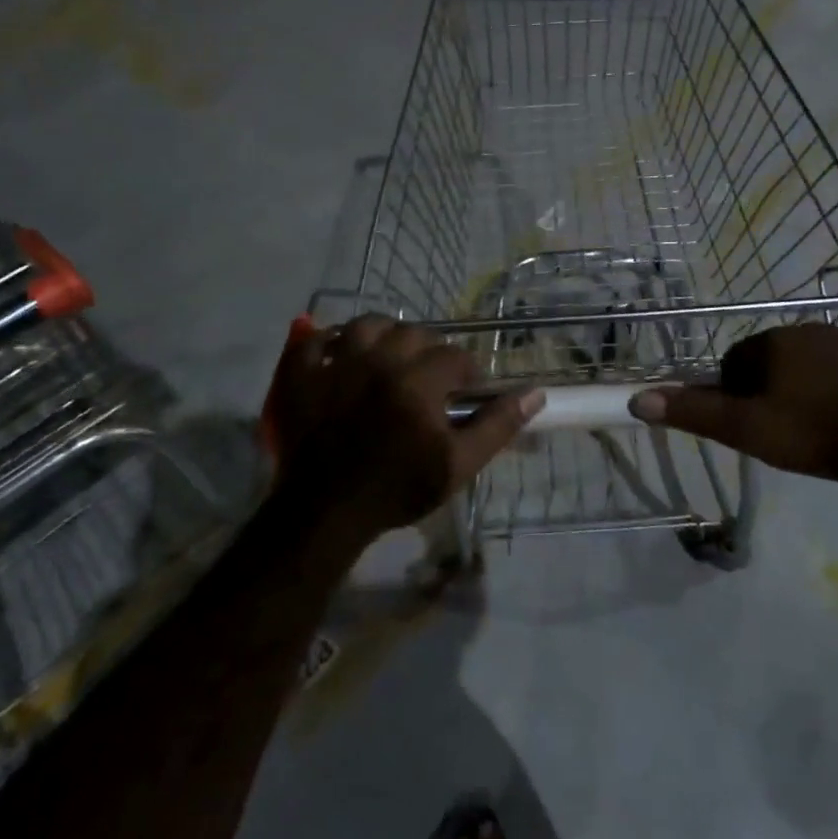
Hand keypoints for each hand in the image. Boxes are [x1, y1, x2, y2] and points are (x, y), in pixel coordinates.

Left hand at [269, 316, 544, 551]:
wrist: (327, 513)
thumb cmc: (397, 490)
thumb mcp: (458, 465)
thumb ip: (497, 425)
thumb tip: (536, 393)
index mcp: (418, 382)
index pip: (455, 357)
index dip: (467, 372)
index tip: (466, 391)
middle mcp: (378, 361)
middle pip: (414, 334)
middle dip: (429, 351)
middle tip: (430, 378)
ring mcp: (336, 363)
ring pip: (368, 325)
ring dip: (385, 335)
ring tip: (390, 357)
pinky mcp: (301, 374)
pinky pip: (315, 339)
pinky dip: (330, 341)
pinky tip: (342, 355)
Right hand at [627, 324, 837, 480]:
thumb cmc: (812, 433)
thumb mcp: (745, 429)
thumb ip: (693, 412)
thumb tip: (636, 399)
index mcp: (773, 342)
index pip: (737, 361)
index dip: (738, 393)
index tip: (753, 423)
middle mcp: (809, 328)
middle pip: (775, 358)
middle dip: (774, 386)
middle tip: (786, 427)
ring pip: (815, 360)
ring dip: (810, 384)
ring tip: (822, 424)